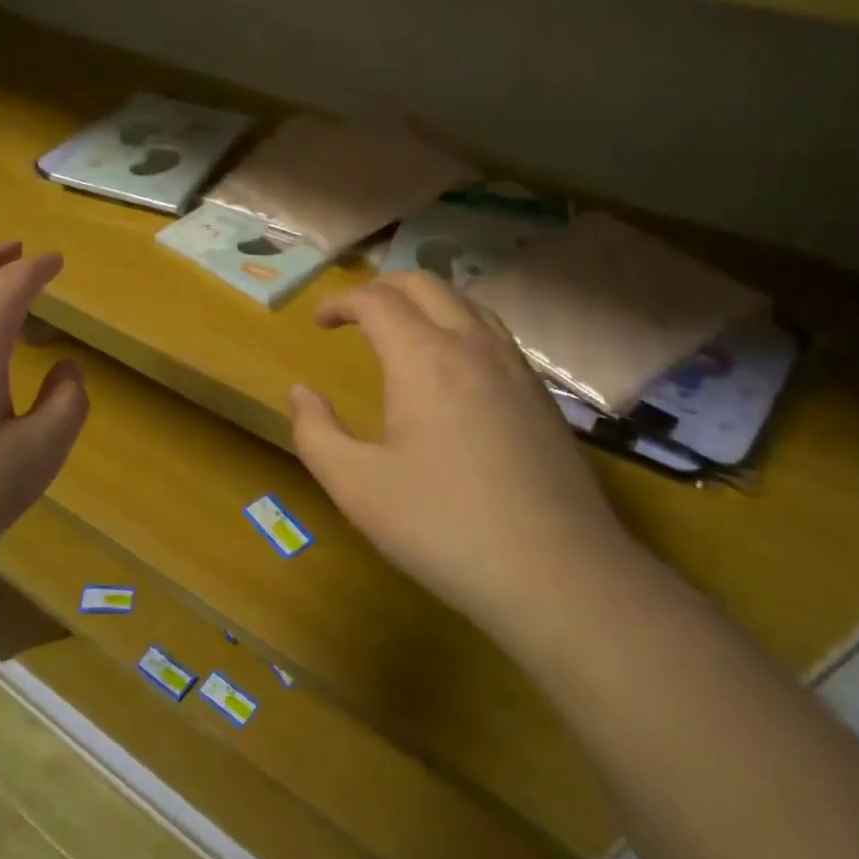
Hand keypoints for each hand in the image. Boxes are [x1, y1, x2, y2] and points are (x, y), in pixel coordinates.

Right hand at [290, 271, 632, 640]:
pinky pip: (494, 334)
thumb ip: (316, 433)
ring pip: (466, 303)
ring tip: (401, 330)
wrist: (557, 573)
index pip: (377, 301)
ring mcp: (515, 368)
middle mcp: (473, 346)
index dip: (341, 302)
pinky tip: (453, 368)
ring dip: (425, 302)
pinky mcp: (540, 395)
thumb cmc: (443, 527)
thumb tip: (301, 393)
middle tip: (354, 314)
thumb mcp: (357, 487)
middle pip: (425, 285)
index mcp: (424, 359)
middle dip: (382, 288)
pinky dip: (459, 325)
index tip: (318, 322)